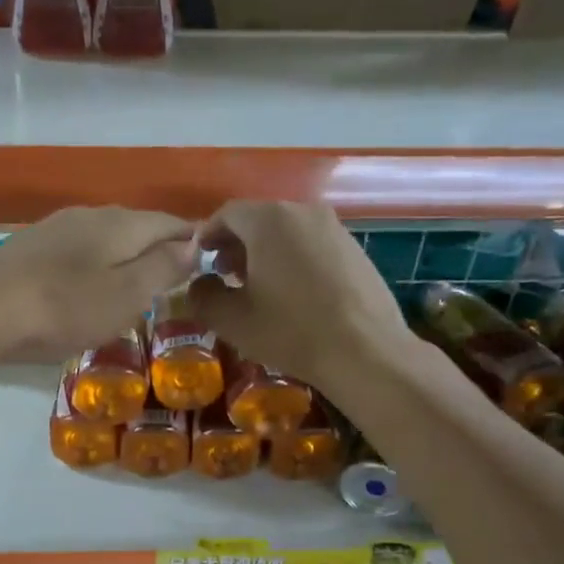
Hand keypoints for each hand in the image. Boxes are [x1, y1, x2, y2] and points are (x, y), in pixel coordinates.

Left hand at [0, 206, 198, 361]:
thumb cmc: (65, 307)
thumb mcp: (126, 295)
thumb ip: (163, 268)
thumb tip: (195, 245)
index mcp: (122, 223)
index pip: (172, 222)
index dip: (194, 240)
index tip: (209, 262)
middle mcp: (92, 214)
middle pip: (138, 226)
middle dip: (159, 248)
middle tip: (175, 280)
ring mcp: (57, 227)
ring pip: (106, 237)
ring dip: (125, 257)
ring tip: (135, 286)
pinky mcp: (31, 246)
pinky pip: (78, 250)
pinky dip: (95, 265)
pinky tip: (87, 287)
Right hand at [189, 201, 411, 393]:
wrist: (365, 351)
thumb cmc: (291, 331)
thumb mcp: (233, 320)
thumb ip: (203, 296)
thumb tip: (198, 285)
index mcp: (269, 220)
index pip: (227, 213)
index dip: (208, 235)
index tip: (199, 260)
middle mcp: (303, 212)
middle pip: (259, 218)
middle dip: (237, 243)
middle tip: (225, 275)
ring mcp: (334, 228)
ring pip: (287, 230)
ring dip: (266, 251)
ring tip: (259, 286)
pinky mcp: (355, 248)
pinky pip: (312, 244)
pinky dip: (294, 258)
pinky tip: (294, 293)